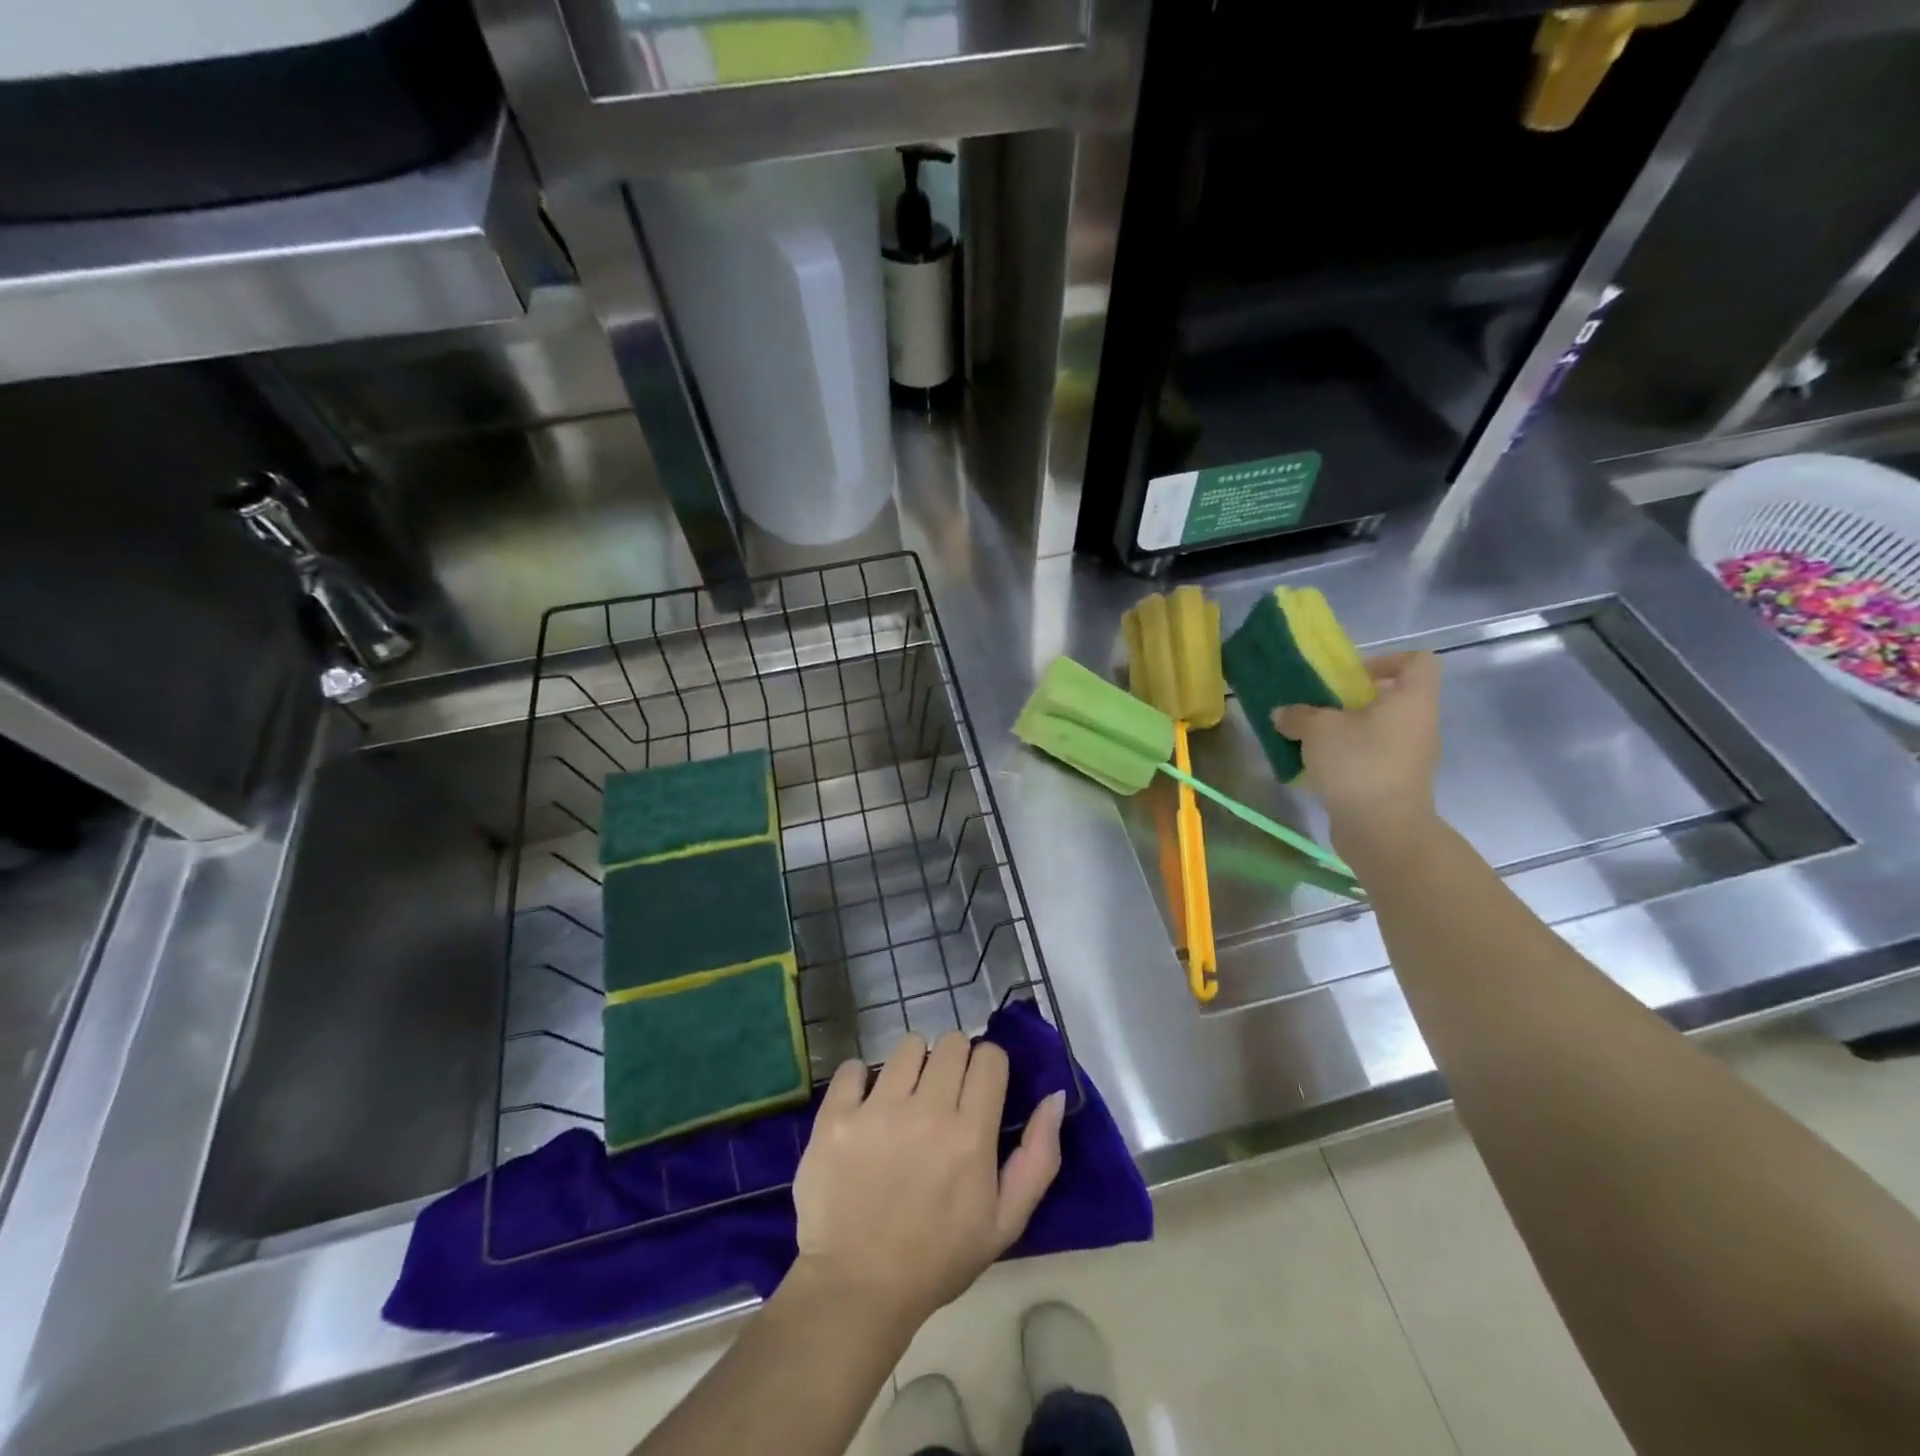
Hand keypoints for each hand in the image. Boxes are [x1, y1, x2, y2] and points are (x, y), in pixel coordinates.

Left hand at [790, 1032, 1065, 1328]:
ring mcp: (877, 1110)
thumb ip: (1038, 1157)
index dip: (988, 1067)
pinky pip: (853, 1067)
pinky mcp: (836, 1116)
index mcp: (970, 1134)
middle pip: (950, 1042)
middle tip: (942, 1094)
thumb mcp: (1005, 1221)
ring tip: (904, 1098)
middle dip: (953, 1061)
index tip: (978, 1089)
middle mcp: (927, 1110)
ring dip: (912, 1065)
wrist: (858, 1289)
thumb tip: (1054, 1096)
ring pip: (906, 1046)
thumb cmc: (938, 1258)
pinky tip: (864, 1106)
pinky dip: (860, 1080)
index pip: (989, 1056)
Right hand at [1274, 651, 1441, 848]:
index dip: (1387, 660)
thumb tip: (1283, 714)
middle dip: (1354, 700)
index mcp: (1411, 700)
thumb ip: (1298, 715)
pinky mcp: (1397, 783)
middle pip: (1393, 698)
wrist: (1382, 829)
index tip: (1352, 675)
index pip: (1417, 662)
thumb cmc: (1358, 763)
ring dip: (1348, 730)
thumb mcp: (1317, 730)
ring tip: (1313, 738)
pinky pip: (1373, 757)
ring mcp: (1411, 757)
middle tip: (1321, 707)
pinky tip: (1318, 766)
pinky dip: (1349, 757)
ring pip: (1380, 730)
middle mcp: (1419, 724)